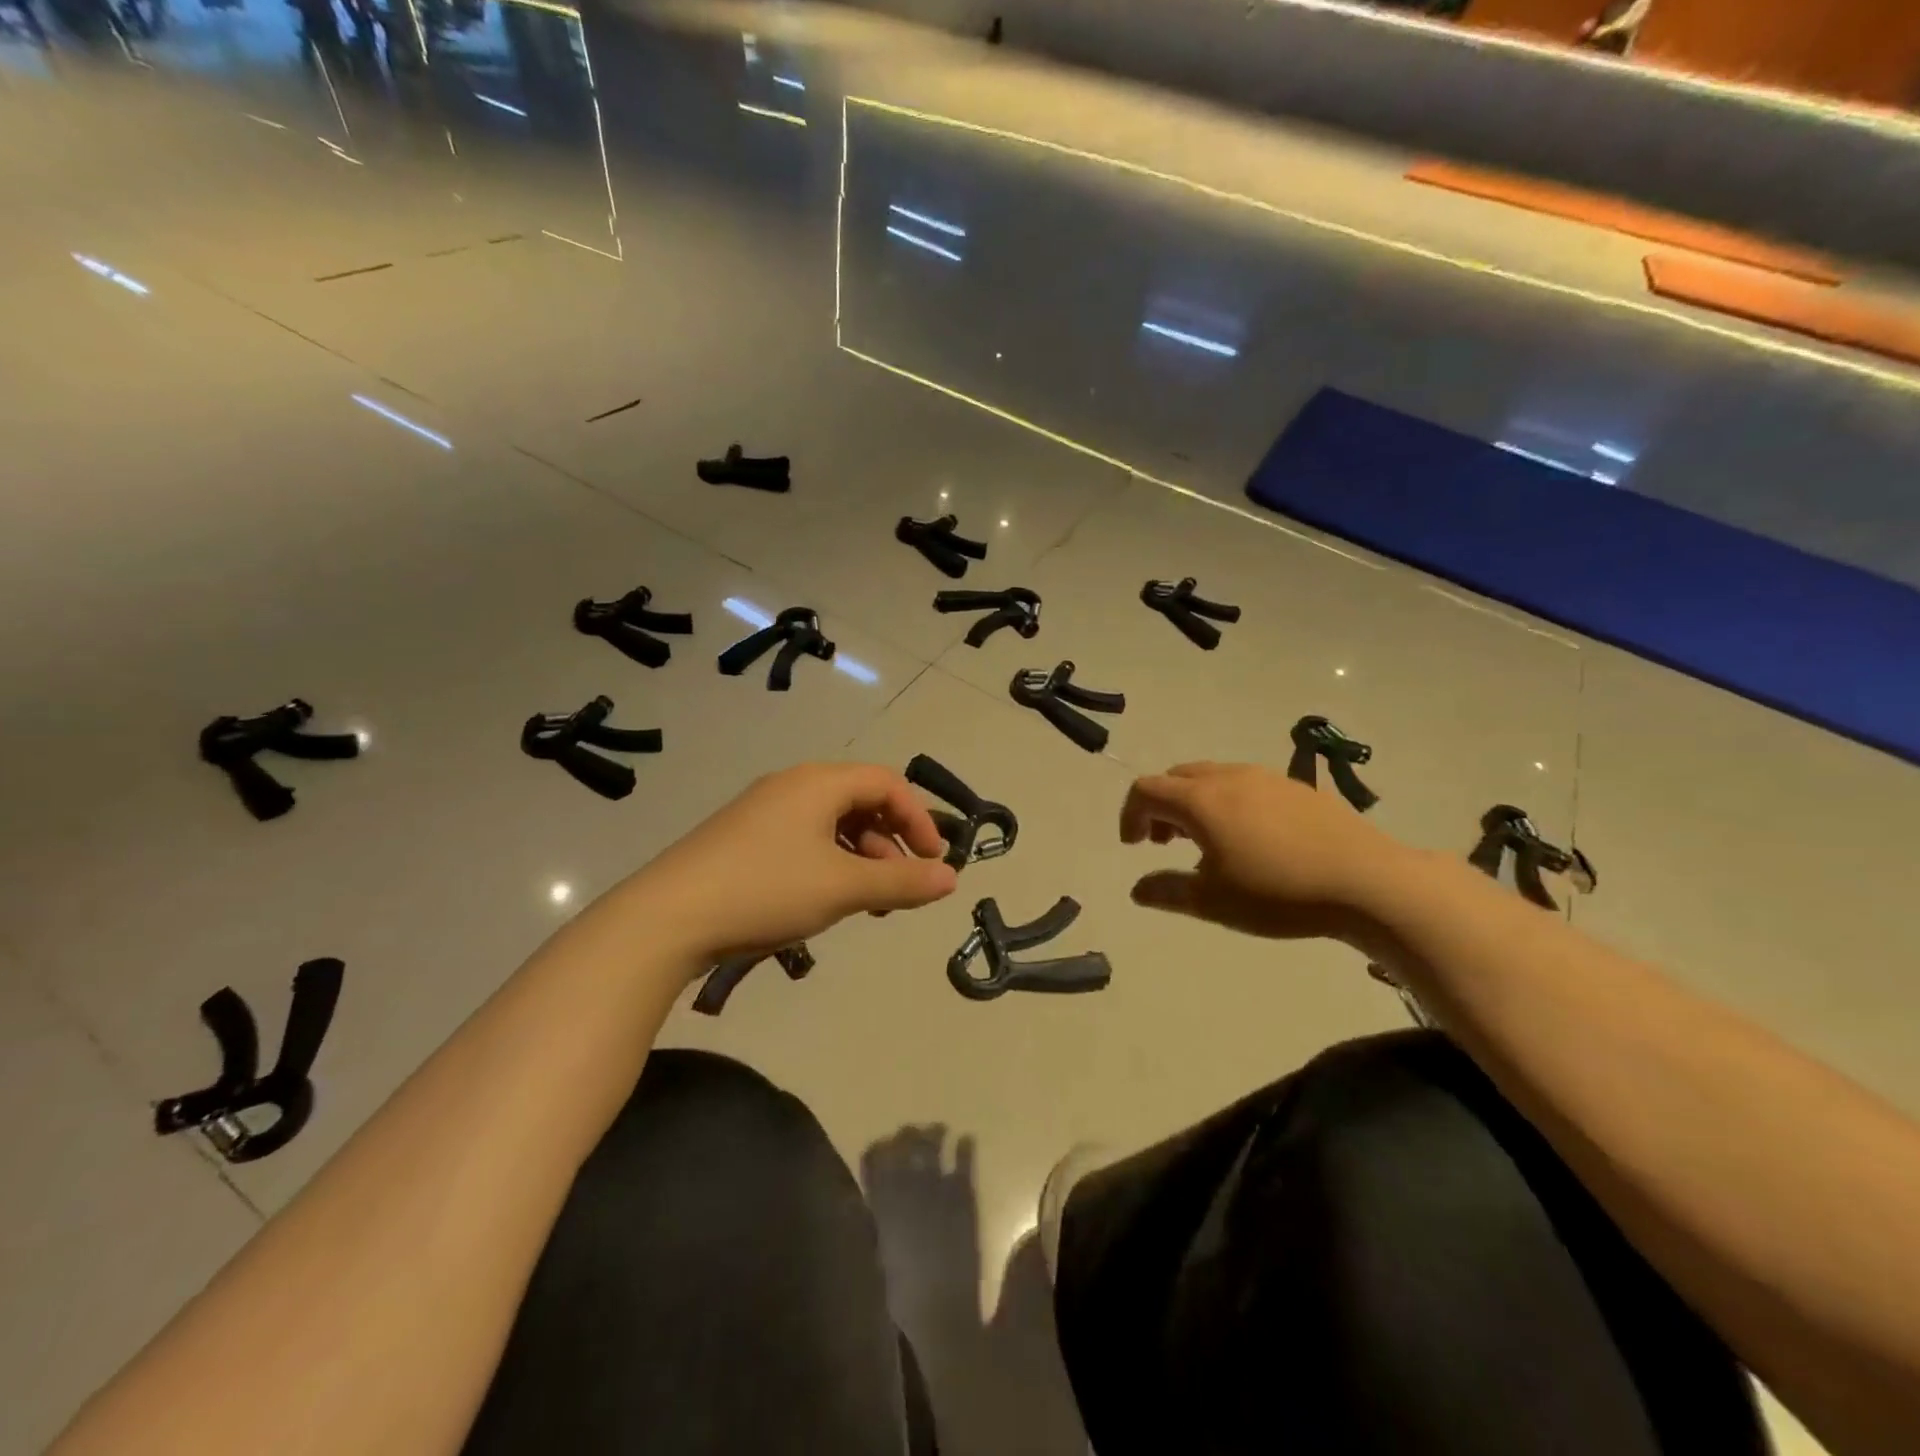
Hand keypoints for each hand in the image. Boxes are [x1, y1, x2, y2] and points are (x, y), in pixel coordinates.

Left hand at [628, 763, 958, 966]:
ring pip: (832, 824)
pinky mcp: (744, 840)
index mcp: (819, 782)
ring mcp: (764, 812)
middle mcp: (793, 786)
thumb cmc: (766, 890)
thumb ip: (902, 882)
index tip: (934, 862)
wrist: (666, 918)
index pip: (887, 783)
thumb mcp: (843, 887)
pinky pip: (804, 840)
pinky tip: (827, 901)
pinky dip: (830, 864)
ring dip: (861, 857)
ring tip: (868, 903)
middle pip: (860, 800)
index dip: (918, 819)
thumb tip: (952, 879)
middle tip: (901, 885)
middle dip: (890, 841)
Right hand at [1119, 762, 1406, 943]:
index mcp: (1200, 800)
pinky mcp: (1297, 787)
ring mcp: (1266, 778)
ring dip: (1194, 803)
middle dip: (1161, 806)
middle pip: (1177, 777)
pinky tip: (1251, 839)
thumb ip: (1167, 891)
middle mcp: (1228, 777)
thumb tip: (1138, 889)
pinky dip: (1228, 803)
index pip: (1146, 790)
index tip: (1134, 846)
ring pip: (1212, 777)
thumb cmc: (1278, 893)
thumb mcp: (1212, 902)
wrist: (1367, 882)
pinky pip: (1246, 784)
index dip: (1130, 814)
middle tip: (1165, 843)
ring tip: (1207, 842)